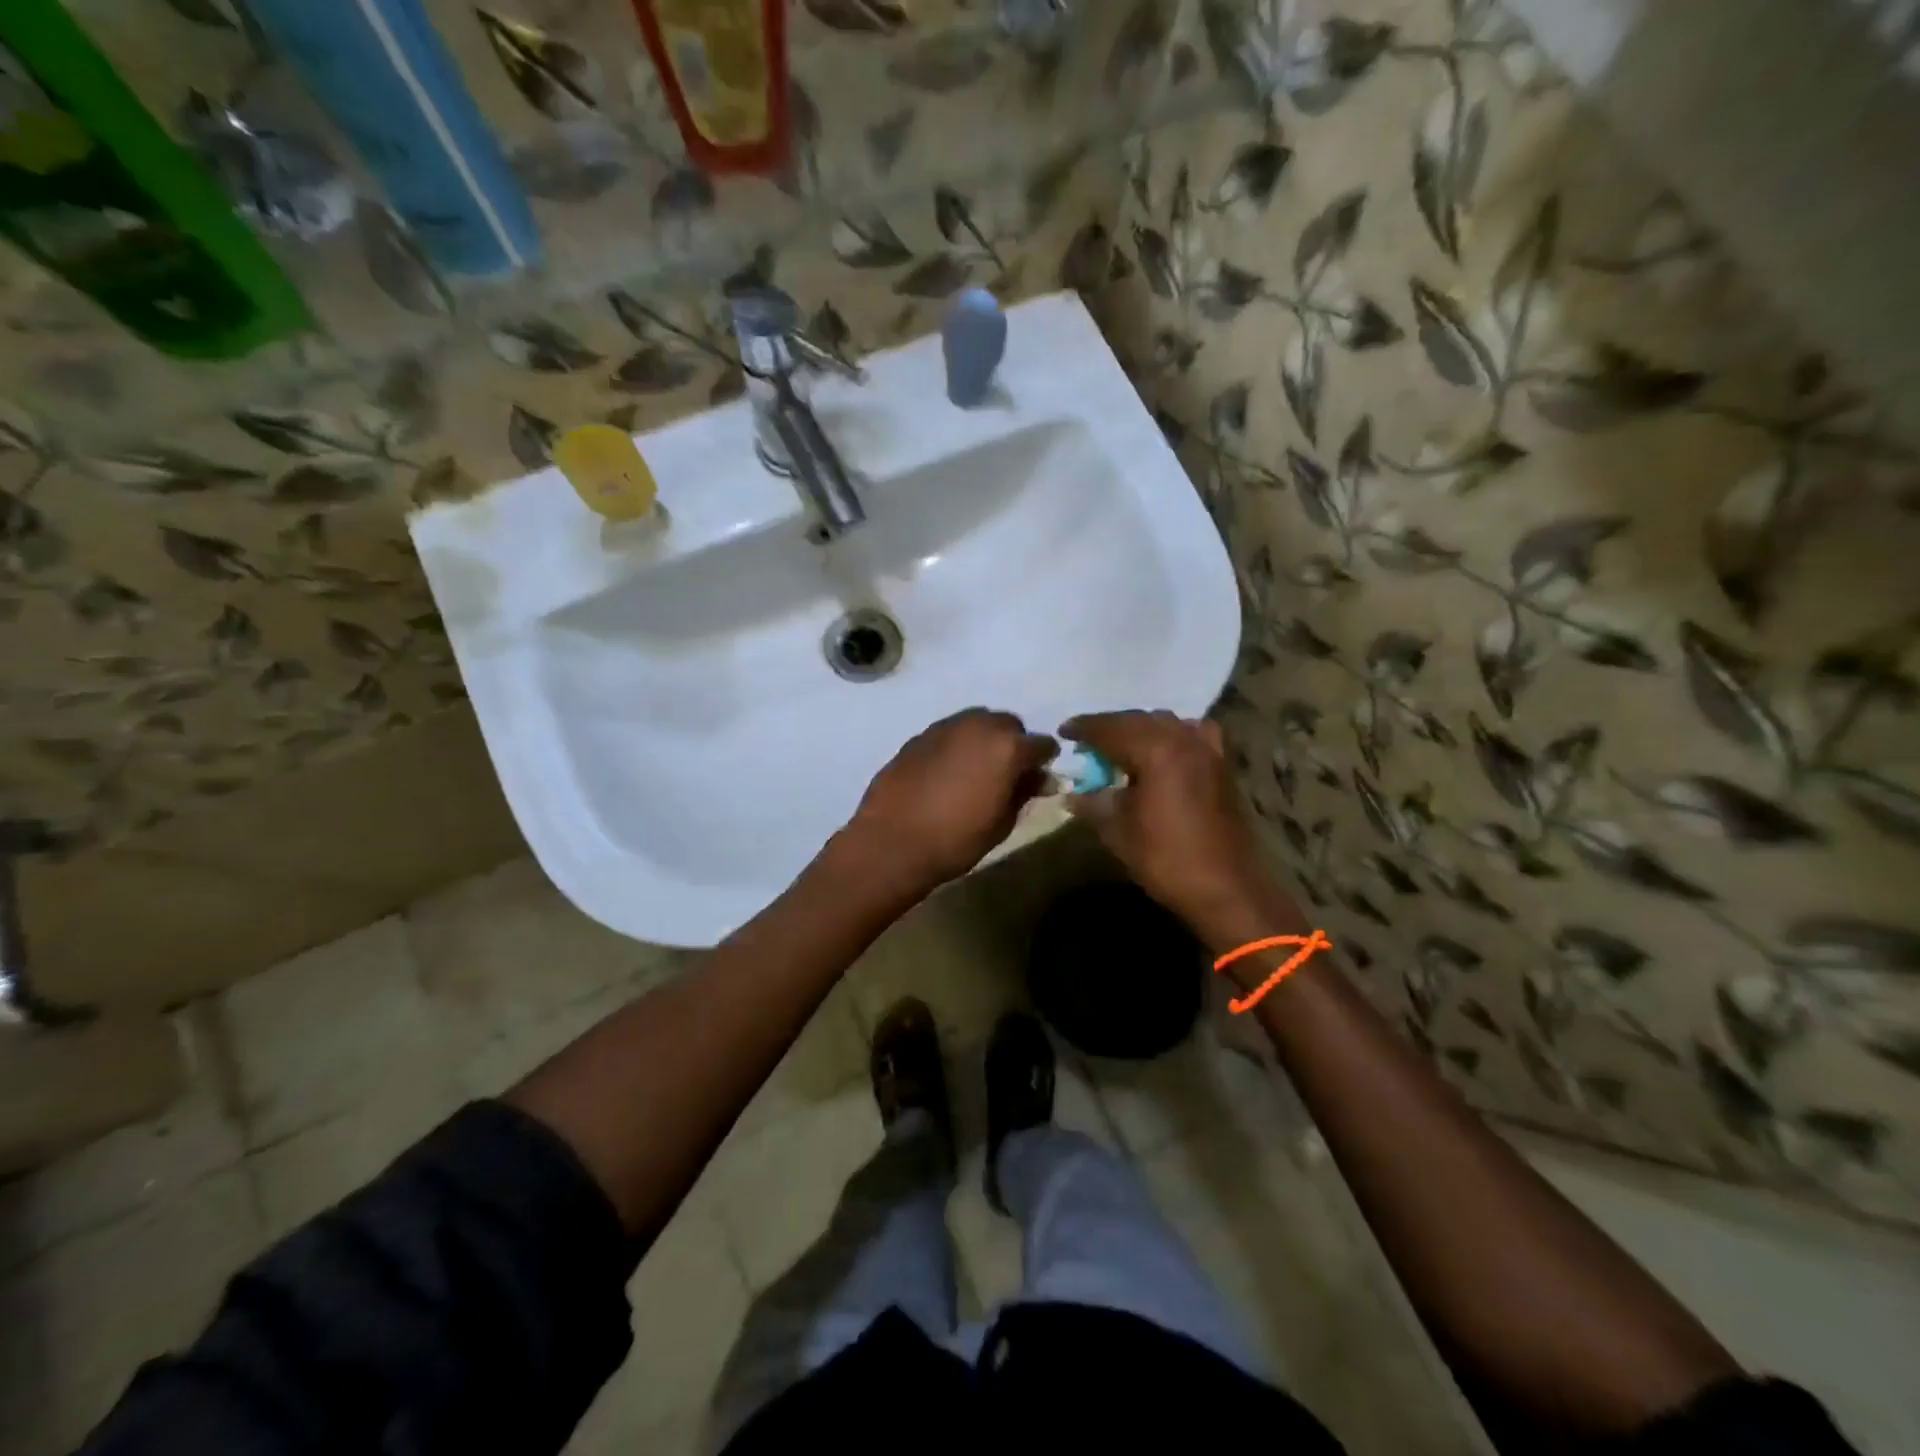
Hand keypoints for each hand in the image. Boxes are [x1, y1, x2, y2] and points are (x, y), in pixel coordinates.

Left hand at [842, 709, 1057, 892]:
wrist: (892, 842)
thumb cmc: (956, 839)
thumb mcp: (1002, 822)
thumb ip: (1024, 792)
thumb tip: (1040, 779)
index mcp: (1007, 746)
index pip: (1042, 744)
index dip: (1043, 762)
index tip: (1039, 779)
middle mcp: (979, 725)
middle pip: (1008, 725)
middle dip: (1013, 744)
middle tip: (1006, 774)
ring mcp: (945, 727)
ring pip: (976, 723)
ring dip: (983, 740)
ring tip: (976, 770)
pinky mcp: (919, 736)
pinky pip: (950, 733)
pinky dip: (956, 746)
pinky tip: (947, 772)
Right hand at [1061, 710, 1274, 930]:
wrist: (1225, 889)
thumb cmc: (1166, 859)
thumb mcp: (1118, 832)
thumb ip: (1093, 804)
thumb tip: (1072, 794)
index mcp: (1155, 750)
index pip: (1110, 728)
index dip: (1084, 728)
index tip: (1064, 731)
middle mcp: (1183, 740)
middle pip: (1139, 720)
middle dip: (1110, 726)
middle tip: (1087, 739)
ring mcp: (1207, 751)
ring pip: (1167, 723)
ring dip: (1141, 728)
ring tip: (1122, 744)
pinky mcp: (1222, 766)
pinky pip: (1193, 734)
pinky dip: (1174, 735)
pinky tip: (1165, 751)